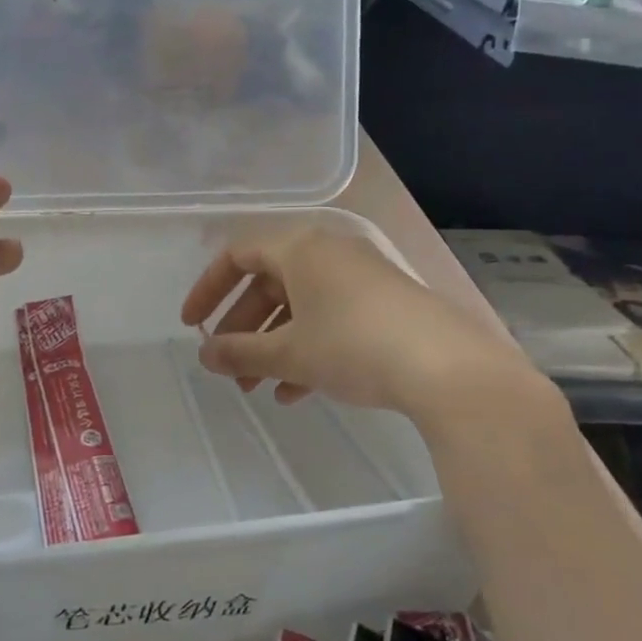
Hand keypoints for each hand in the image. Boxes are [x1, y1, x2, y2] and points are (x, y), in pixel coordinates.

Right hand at [180, 226, 542, 420]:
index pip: (237, 256)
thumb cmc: (353, 345)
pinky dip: (307, 349)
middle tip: (229, 369)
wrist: (449, 368)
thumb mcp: (290, 352)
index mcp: (300, 248)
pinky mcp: (384, 303)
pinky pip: (330, 318)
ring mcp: (359, 277)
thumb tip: (205, 354)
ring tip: (258, 390)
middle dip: (244, 329)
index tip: (192, 326)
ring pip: (299, 306)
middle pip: (269, 283)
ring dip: (273, 346)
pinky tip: (298, 392)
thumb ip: (240, 352)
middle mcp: (328, 252)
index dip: (208, 290)